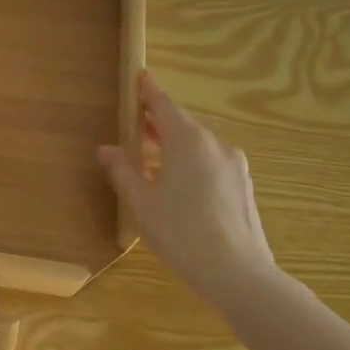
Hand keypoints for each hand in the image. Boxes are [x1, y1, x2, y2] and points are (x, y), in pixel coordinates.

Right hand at [98, 71, 277, 297]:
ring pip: (198, 145)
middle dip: (157, 121)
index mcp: (187, 140)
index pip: (163, 105)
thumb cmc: (180, 231)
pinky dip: (190, 162)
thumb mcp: (141, 202)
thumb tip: (107, 149)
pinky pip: (210, 162)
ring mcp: (234, 165)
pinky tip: (177, 183)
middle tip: (135, 123)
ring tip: (151, 157)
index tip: (140, 76)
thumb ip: (122, 170)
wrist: (237, 273)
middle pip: (182, 123)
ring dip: (174, 144)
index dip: (149, 91)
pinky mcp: (242, 186)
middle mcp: (214, 144)